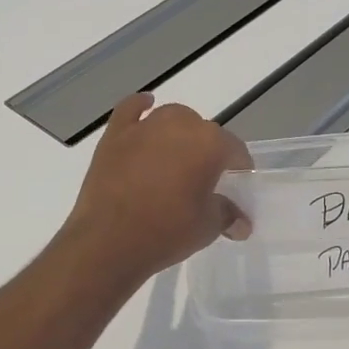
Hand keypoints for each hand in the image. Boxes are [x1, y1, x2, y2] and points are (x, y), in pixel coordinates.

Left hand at [64, 94, 250, 281]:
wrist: (108, 241)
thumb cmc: (166, 232)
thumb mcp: (207, 227)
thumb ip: (227, 215)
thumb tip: (241, 222)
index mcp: (209, 143)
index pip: (234, 149)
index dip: (239, 167)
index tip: (236, 185)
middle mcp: (179, 125)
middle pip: (203, 131)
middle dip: (207, 151)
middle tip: (203, 179)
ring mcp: (144, 127)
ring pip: (171, 118)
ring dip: (179, 132)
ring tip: (176, 158)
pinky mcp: (115, 135)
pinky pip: (131, 109)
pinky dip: (140, 107)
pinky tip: (145, 107)